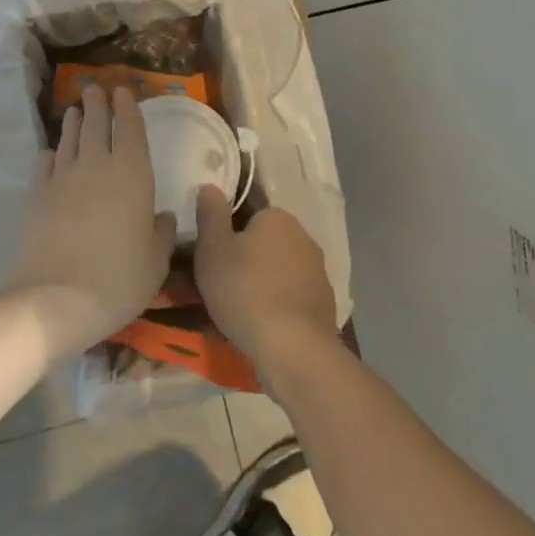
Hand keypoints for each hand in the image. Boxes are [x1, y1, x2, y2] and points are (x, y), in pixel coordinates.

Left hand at [12, 86, 176, 354]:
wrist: (57, 297)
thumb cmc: (119, 278)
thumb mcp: (155, 261)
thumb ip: (161, 233)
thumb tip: (163, 216)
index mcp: (132, 174)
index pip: (130, 130)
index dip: (128, 108)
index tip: (123, 91)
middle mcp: (97, 166)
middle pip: (96, 125)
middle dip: (97, 105)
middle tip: (94, 88)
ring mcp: (63, 178)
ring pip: (69, 140)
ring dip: (73, 122)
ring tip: (74, 110)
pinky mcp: (38, 195)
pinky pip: (44, 165)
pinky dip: (49, 154)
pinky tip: (50, 152)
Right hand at [193, 186, 338, 370]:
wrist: (292, 349)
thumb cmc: (244, 289)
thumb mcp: (212, 248)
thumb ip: (211, 213)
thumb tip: (210, 186)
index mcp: (277, 218)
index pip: (248, 213)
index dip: (227, 232)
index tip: (212, 254)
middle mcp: (304, 238)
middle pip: (264, 242)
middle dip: (245, 257)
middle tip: (219, 282)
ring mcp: (318, 273)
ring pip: (278, 270)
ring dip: (261, 282)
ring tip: (236, 309)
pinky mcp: (324, 305)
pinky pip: (291, 296)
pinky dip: (277, 305)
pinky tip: (260, 324)